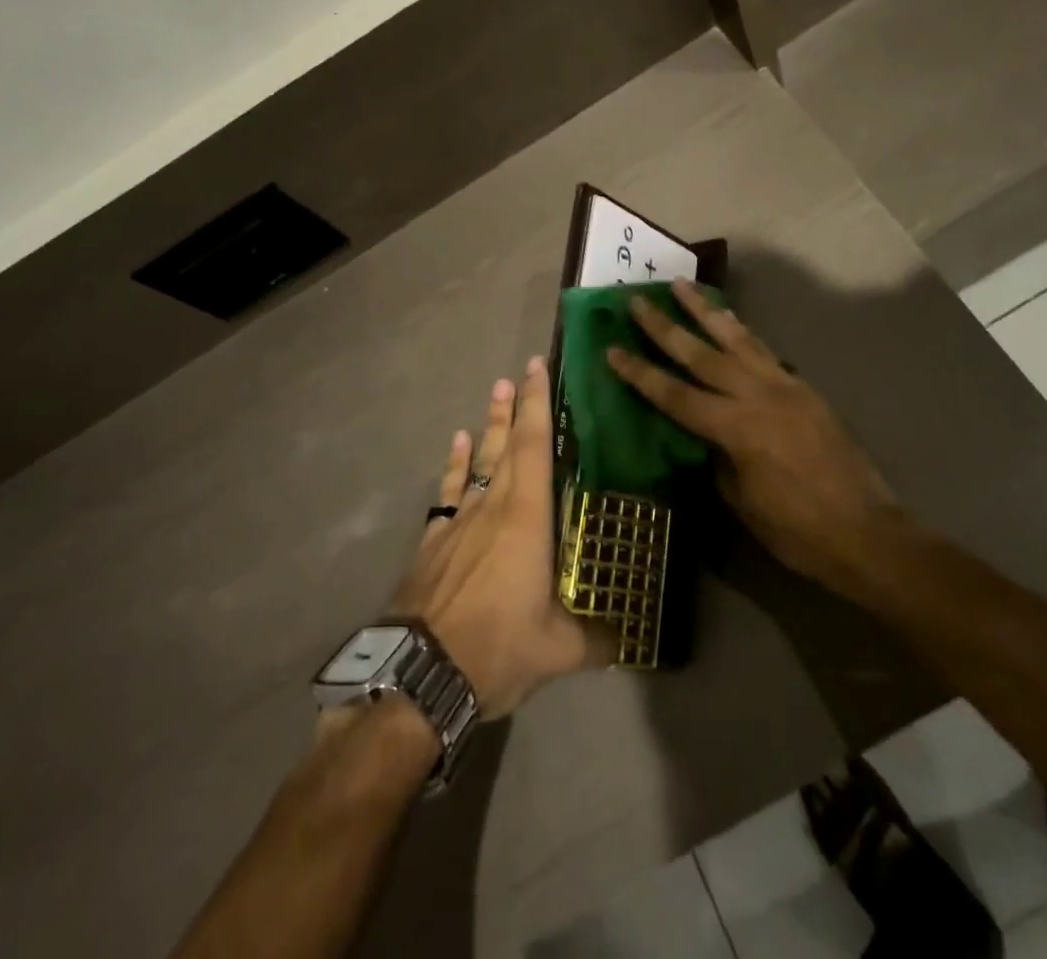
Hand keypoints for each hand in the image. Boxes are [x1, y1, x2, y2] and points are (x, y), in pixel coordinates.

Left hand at [389, 357, 613, 717]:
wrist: (417, 676)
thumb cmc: (495, 648)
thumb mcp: (559, 651)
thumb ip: (596, 638)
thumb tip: (629, 638)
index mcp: (526, 519)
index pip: (534, 447)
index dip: (537, 405)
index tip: (538, 368)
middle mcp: (492, 508)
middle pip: (506, 446)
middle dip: (516, 407)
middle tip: (520, 371)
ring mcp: (458, 522)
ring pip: (478, 462)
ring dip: (489, 427)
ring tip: (495, 393)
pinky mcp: (432, 543)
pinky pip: (449, 491)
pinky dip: (456, 465)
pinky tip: (458, 446)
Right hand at [606, 281, 898, 596]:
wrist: (866, 532)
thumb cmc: (797, 530)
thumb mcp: (742, 502)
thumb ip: (717, 458)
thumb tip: (703, 436)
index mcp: (736, 429)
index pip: (675, 395)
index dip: (640, 373)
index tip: (612, 349)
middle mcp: (757, 396)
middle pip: (701, 355)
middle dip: (665, 327)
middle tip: (637, 300)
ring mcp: (784, 386)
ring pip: (737, 339)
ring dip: (705, 311)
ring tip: (682, 285)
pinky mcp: (804, 388)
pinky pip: (764, 351)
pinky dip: (742, 331)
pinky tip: (730, 320)